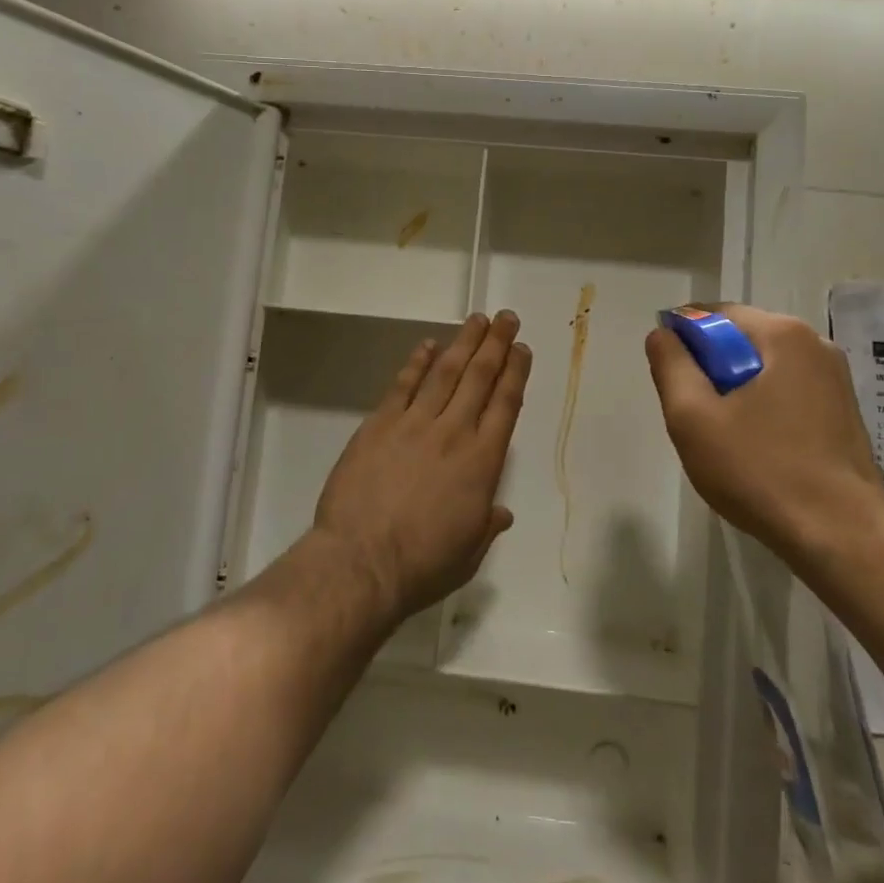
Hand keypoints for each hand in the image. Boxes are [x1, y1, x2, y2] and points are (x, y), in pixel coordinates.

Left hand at [314, 311, 531, 624]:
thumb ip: (486, 526)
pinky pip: (403, 385)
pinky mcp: (380, 424)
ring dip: (464, 343)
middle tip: (506, 317)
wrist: (361, 562)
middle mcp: (454, 432)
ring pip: (445, 372)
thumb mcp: (468, 553)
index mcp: (482, 462)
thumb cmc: (422, 565)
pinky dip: (417, 362)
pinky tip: (428, 345)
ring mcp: (414, 424)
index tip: (522, 349)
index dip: (516, 373)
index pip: (505, 405)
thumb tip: (501, 513)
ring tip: (477, 320)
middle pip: (480, 377)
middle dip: (496, 344)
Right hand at [645, 305, 883, 576]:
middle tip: (695, 416)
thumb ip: (671, 365)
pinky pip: (787, 393)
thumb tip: (662, 334)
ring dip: (736, 392)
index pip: (714, 314)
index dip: (682, 341)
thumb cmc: (761, 470)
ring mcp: (835, 380)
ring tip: (725, 439)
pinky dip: (763, 410)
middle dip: (710, 370)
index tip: (671, 381)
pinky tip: (757, 451)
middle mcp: (815, 345)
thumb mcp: (693, 417)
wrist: (843, 537)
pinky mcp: (844, 412)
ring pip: (763, 369)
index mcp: (782, 334)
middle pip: (741, 341)